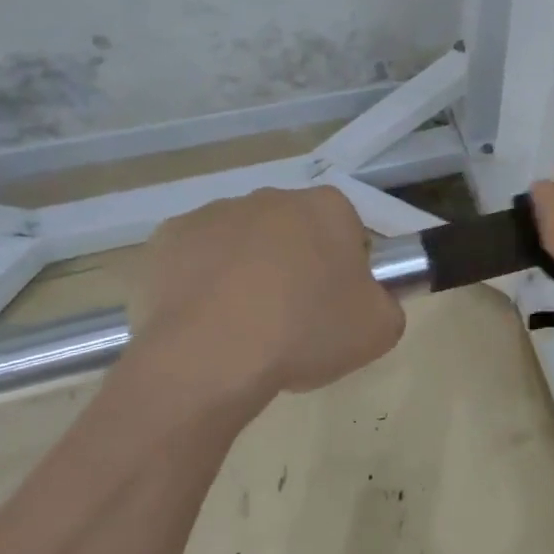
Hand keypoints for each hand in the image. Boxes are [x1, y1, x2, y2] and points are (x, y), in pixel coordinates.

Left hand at [130, 186, 404, 398]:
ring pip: (241, 243)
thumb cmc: (306, 333)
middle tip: (293, 320)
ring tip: (242, 327)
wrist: (211, 356)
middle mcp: (272, 197)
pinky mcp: (168, 238)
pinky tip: (204, 322)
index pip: (347, 231)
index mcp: (327, 208)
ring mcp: (214, 213)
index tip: (335, 307)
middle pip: (293, 232)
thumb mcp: (380, 329)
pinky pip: (194, 259)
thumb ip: (386, 303)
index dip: (344, 270)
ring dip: (246, 272)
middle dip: (295, 265)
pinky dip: (201, 283)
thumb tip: (369, 300)